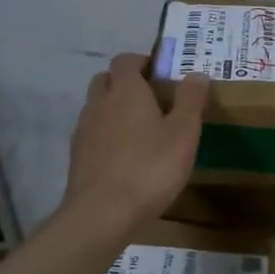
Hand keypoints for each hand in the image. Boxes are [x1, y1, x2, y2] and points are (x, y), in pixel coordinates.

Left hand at [62, 54, 209, 231]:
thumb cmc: (150, 168)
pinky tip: (126, 157)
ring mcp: (84, 130)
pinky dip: (107, 135)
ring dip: (115, 110)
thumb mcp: (184, 133)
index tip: (162, 74)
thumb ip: (190, 100)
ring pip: (97, 107)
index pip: (126, 60)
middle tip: (153, 100)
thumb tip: (197, 74)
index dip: (143, 62)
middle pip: (106, 79)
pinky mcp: (77, 157)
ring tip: (142, 131)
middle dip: (126, 83)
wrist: (102, 214)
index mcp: (125, 91)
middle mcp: (99, 103)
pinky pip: (93, 134)